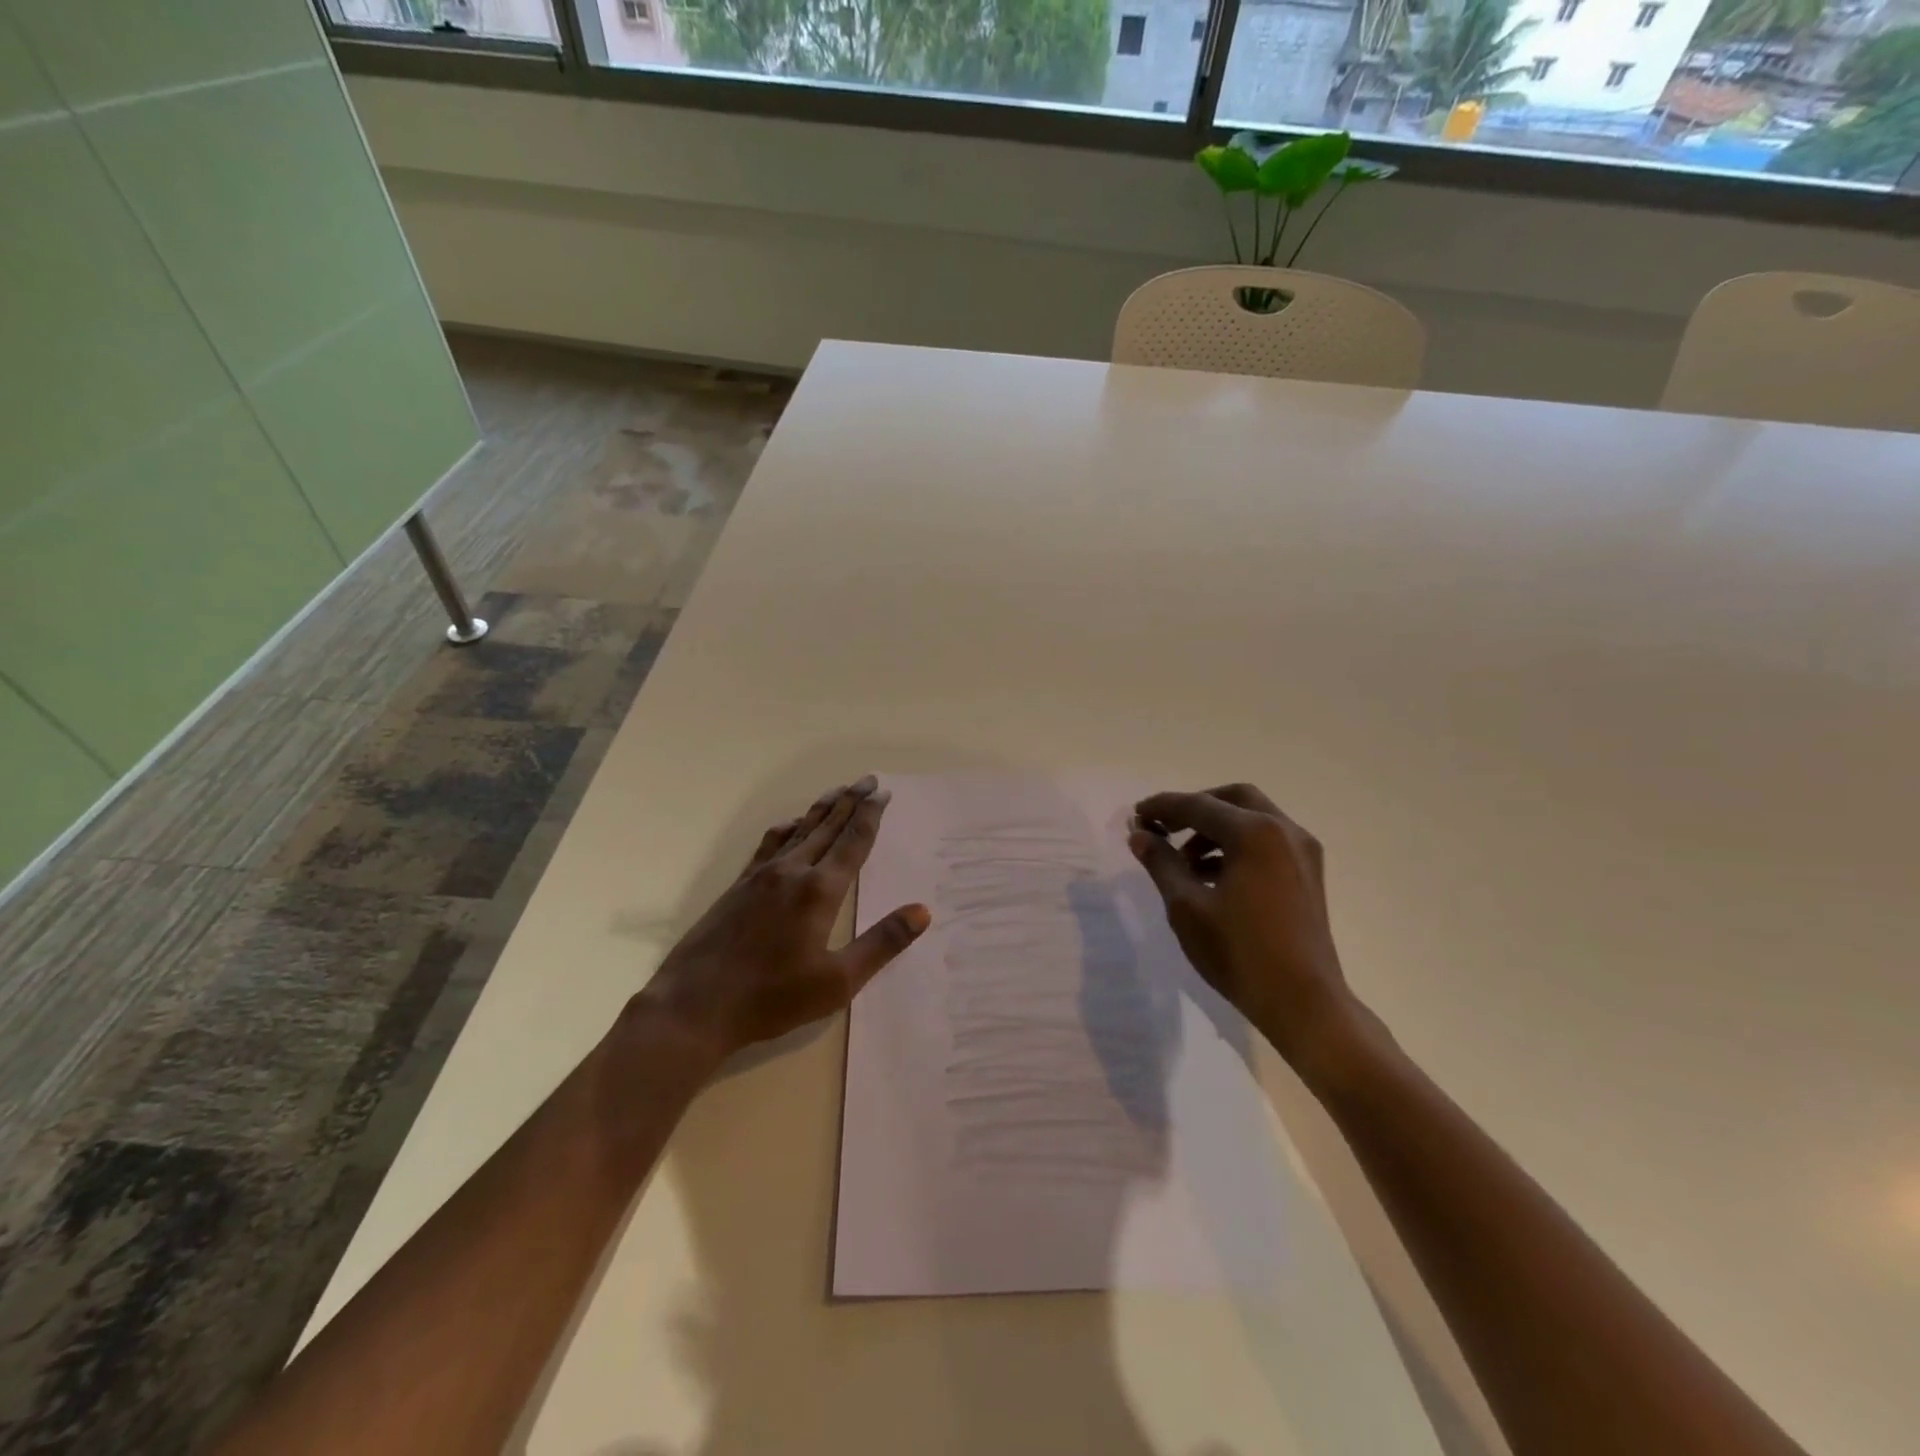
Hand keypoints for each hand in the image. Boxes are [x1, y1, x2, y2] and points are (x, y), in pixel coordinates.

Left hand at [633, 776, 930, 1064]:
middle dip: (850, 801)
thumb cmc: (773, 998)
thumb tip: (922, 911)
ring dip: (821, 809)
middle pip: (827, 827)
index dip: (870, 816)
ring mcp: (761, 876)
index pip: (853, 842)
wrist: (695, 1006)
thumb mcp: (838, 981)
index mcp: (820, 890)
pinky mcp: (739, 886)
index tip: (883, 792)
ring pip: (798, 830)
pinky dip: (787, 827)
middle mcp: (792, 872)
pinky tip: (790, 825)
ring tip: (837, 792)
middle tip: (868, 779)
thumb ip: (881, 943)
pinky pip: (770, 844)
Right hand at [1129, 784, 1361, 1074]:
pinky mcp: (1308, 874)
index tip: (1136, 815)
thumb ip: (1161, 863)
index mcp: (1255, 833)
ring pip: (1253, 819)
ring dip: (1215, 828)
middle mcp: (1284, 831)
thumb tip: (1140, 835)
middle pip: (1233, 799)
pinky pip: (1267, 842)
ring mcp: (1302, 852)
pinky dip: (1237, 846)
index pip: (1198, 805)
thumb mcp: (1186, 907)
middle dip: (1195, 808)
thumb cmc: (1239, 953)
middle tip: (1165, 828)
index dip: (1162, 807)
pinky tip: (1211, 876)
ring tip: (1183, 861)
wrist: (1304, 1003)